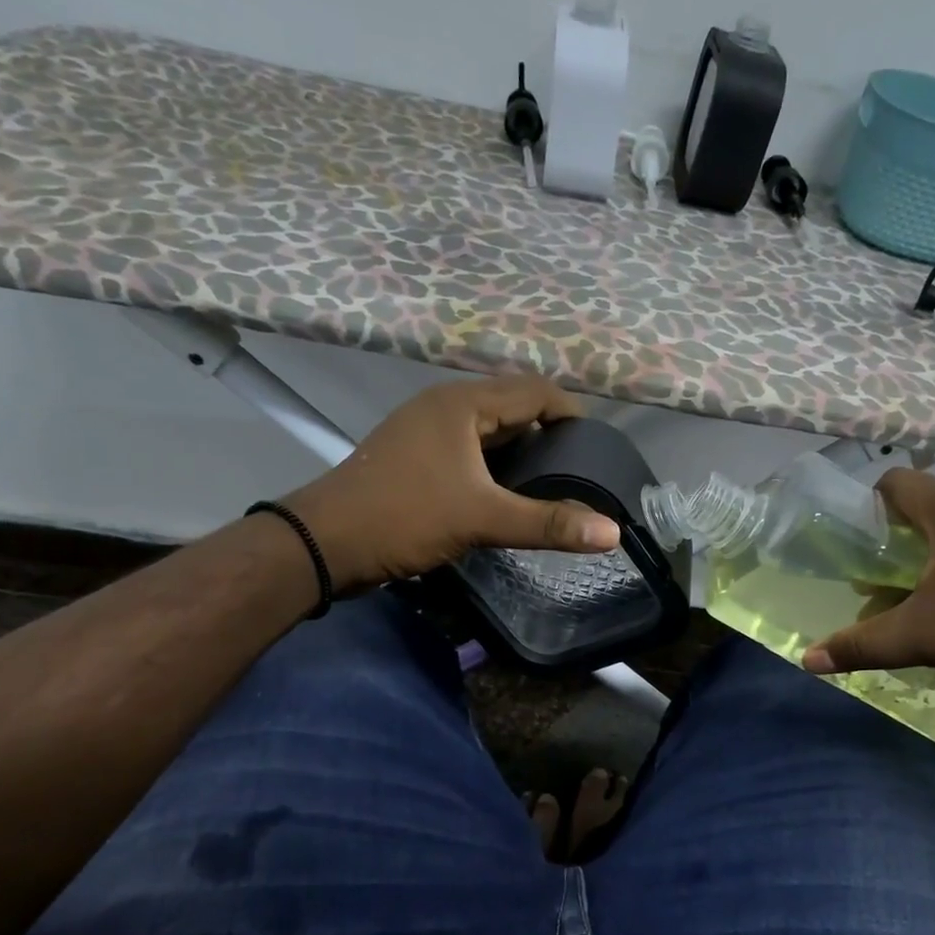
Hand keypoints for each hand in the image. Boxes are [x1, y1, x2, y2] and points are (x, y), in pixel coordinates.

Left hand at [278, 375, 619, 594]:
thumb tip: (611, 533)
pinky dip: (496, 465)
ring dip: (522, 451)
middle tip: (580, 470)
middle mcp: (445, 406)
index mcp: (463, 403)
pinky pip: (470, 449)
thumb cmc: (404, 516)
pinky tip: (510, 494)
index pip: (535, 391)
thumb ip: (548, 523)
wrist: (323, 543)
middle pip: (513, 407)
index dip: (571, 414)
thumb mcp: (482, 519)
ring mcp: (426, 430)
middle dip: (549, 434)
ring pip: (490, 430)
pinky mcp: (416, 456)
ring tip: (553, 484)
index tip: (598, 448)